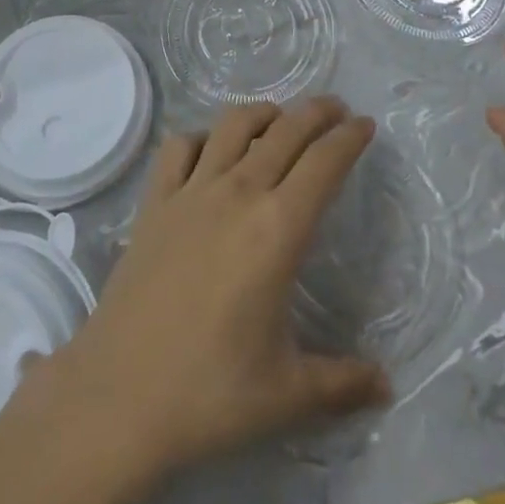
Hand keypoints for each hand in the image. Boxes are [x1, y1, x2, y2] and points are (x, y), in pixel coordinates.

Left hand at [37, 97, 389, 482]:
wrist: (119, 395)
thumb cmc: (210, 393)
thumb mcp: (288, 393)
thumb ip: (343, 383)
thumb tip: (385, 385)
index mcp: (278, 229)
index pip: (323, 164)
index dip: (349, 138)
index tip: (366, 124)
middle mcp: (237, 194)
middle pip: (284, 132)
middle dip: (316, 113)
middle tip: (336, 109)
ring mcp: (191, 192)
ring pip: (233, 126)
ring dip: (263, 113)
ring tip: (280, 118)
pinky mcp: (154, 202)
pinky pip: (180, 147)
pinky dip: (203, 137)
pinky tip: (211, 150)